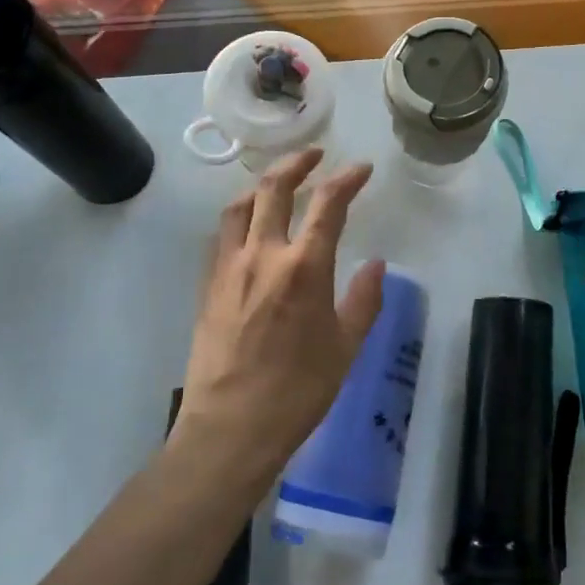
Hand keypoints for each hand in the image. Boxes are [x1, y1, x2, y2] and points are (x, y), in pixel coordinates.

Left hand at [175, 149, 384, 486]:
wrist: (230, 428)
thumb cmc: (298, 391)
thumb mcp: (346, 347)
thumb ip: (364, 300)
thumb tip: (376, 265)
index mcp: (304, 267)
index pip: (327, 204)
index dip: (346, 179)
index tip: (361, 169)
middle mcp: (263, 255)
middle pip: (273, 189)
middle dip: (296, 163)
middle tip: (314, 156)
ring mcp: (228, 268)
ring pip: (239, 206)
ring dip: (261, 185)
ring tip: (277, 183)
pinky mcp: (208, 286)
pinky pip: (222, 236)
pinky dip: (239, 217)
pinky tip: (248, 228)